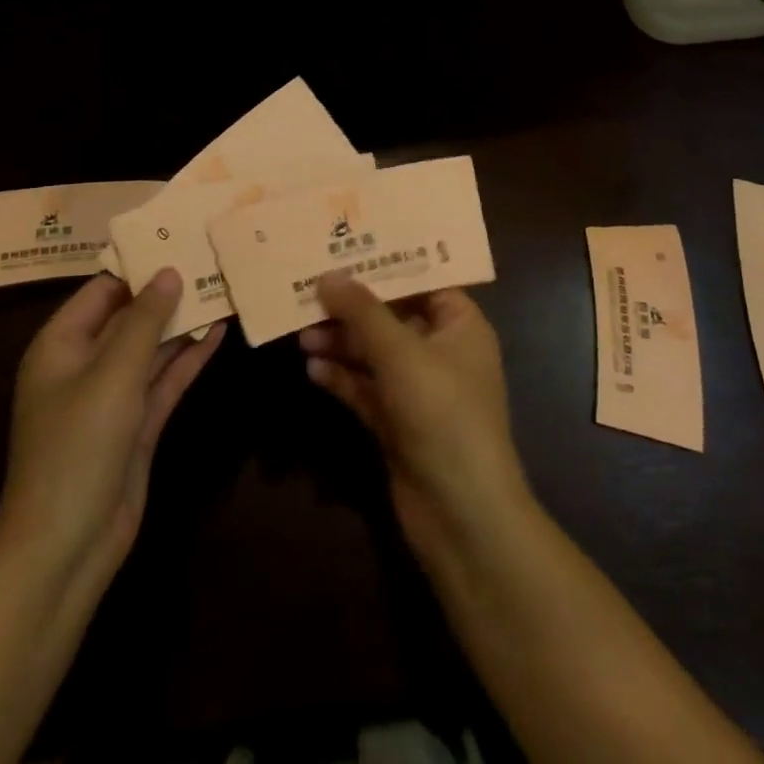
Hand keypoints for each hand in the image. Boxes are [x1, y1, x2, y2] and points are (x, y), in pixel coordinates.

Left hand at [0, 270, 223, 588]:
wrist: (66, 548)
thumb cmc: (77, 448)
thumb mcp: (112, 376)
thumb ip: (145, 321)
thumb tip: (169, 271)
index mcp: (61, 345)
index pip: (103, 290)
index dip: (139, 265)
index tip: (179, 239)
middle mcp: (85, 364)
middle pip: (131, 317)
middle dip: (168, 293)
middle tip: (211, 259)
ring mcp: (113, 396)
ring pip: (152, 347)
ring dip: (184, 323)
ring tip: (223, 288)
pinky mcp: (137, 424)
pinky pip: (164, 379)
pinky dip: (189, 358)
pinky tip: (219, 333)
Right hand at [301, 274, 530, 561]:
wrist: (462, 517)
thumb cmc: (443, 415)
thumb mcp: (401, 353)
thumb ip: (362, 311)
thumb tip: (327, 275)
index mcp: (460, 325)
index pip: (421, 280)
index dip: (384, 264)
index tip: (343, 247)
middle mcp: (441, 351)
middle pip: (390, 316)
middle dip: (351, 307)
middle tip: (307, 289)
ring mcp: (418, 390)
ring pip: (373, 353)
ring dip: (340, 342)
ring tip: (301, 333)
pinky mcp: (397, 423)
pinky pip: (364, 388)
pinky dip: (341, 377)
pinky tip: (311, 368)